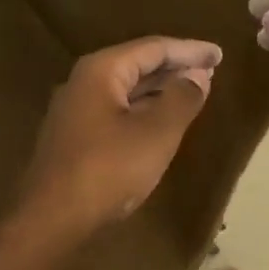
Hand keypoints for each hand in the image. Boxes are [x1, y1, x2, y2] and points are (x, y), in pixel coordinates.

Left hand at [20, 36, 221, 232]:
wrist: (50, 221)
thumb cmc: (108, 168)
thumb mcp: (157, 132)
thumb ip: (182, 98)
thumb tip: (198, 76)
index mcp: (102, 70)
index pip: (154, 48)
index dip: (190, 50)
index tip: (218, 54)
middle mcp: (84, 82)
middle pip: (138, 64)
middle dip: (176, 67)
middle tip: (210, 70)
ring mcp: (76, 111)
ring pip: (127, 89)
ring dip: (161, 89)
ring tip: (193, 91)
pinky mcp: (75, 138)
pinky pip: (118, 110)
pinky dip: (145, 108)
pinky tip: (162, 120)